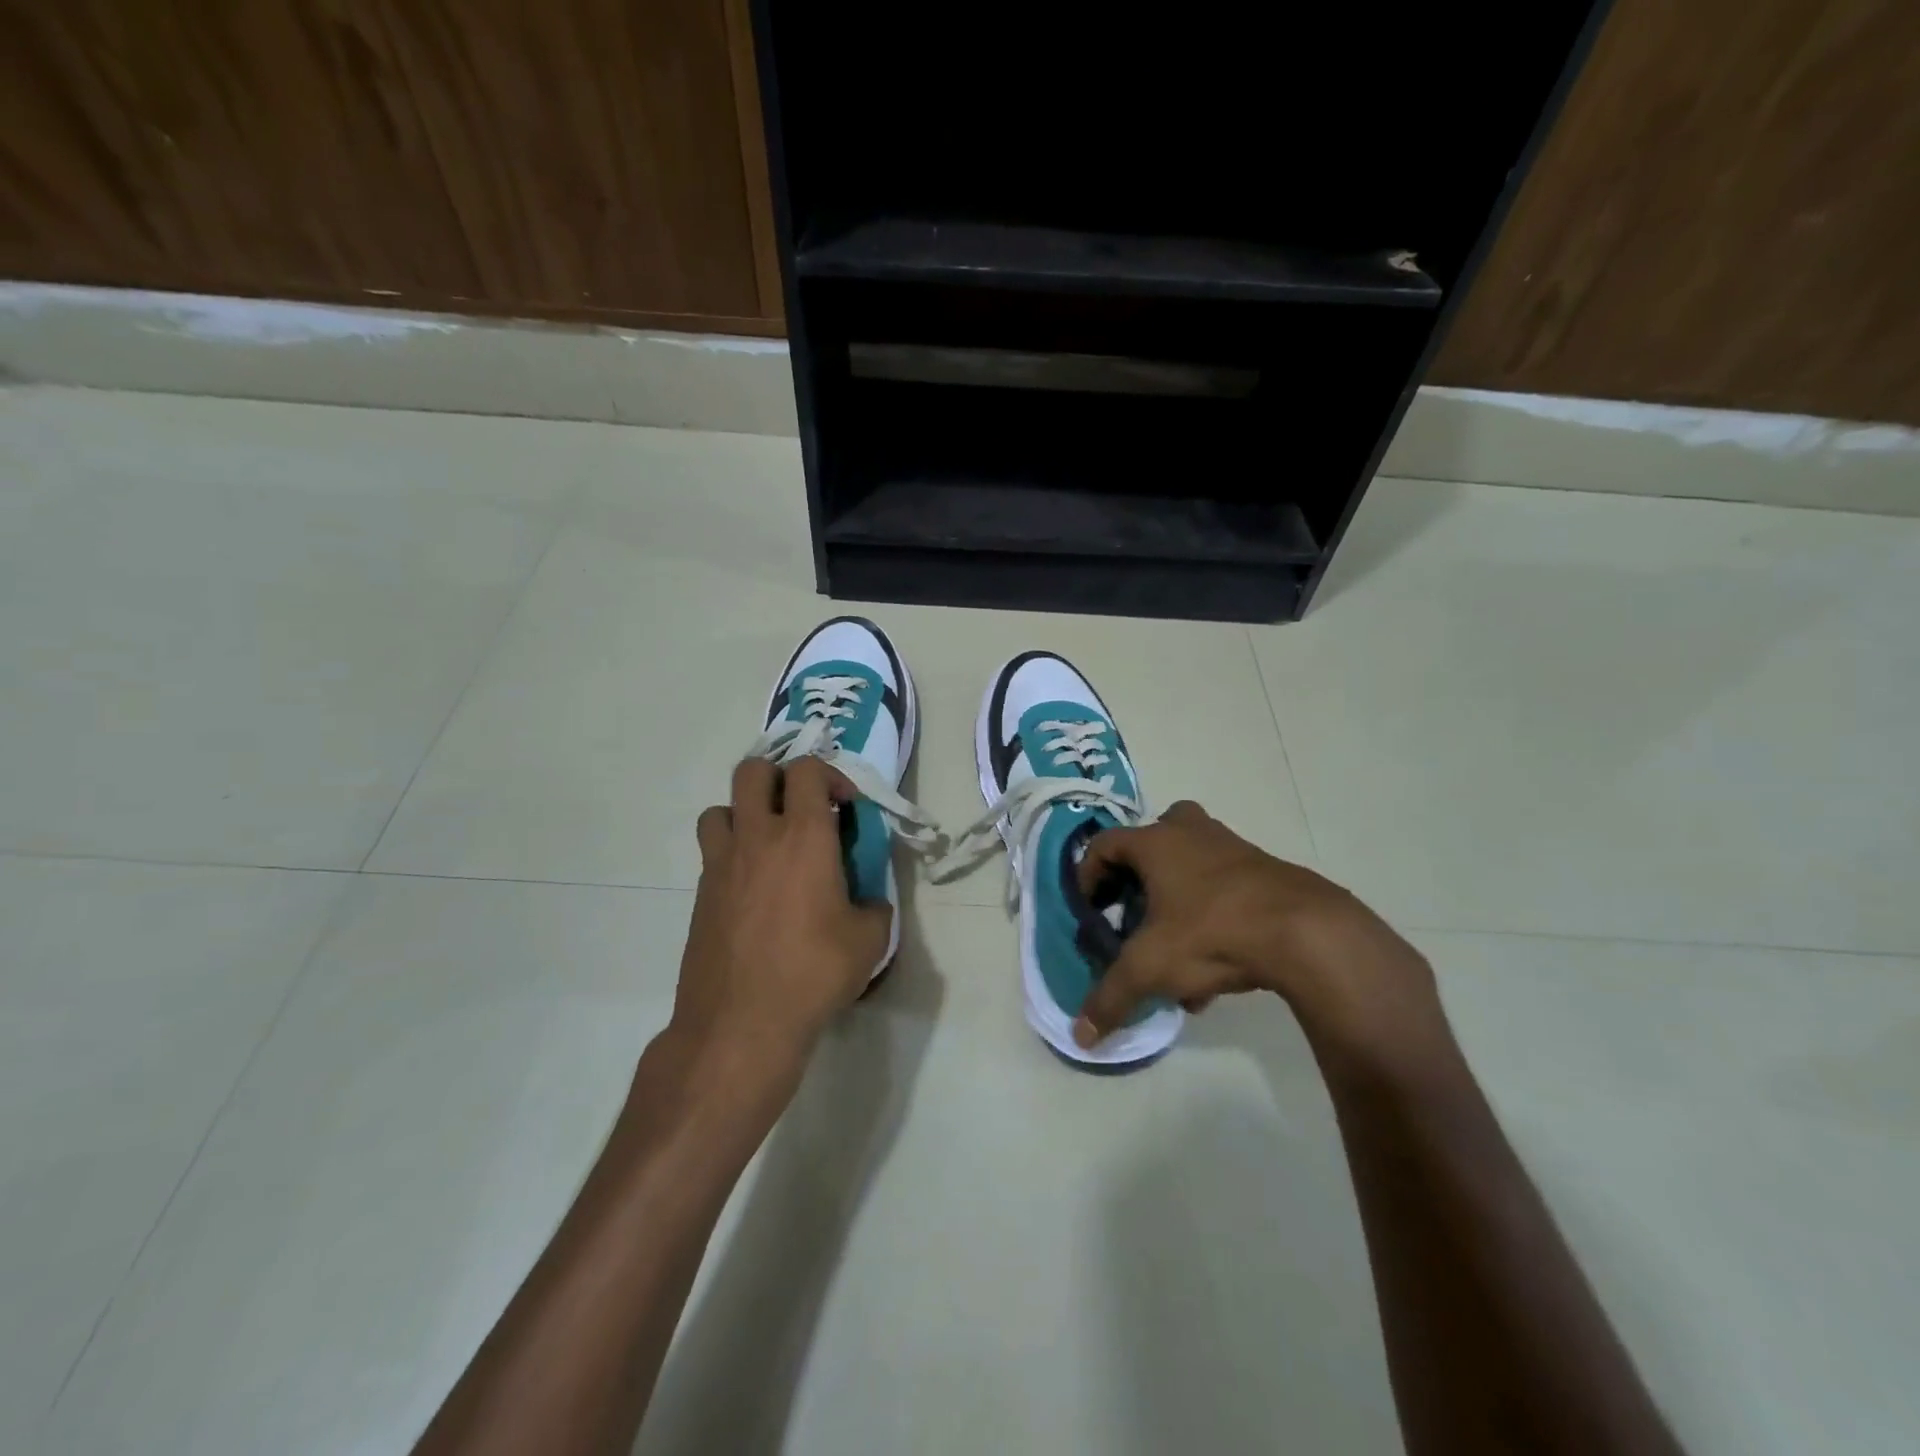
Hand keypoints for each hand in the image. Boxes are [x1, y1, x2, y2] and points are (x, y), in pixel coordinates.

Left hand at [671, 756, 891, 1079]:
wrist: (741, 1023)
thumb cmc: (813, 973)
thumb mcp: (869, 940)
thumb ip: (875, 906)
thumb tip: (868, 901)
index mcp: (804, 837)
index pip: (807, 771)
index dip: (830, 775)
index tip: (847, 807)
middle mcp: (757, 837)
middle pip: (753, 771)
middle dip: (780, 778)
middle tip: (803, 810)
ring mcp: (721, 864)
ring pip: (721, 807)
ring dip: (747, 812)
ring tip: (770, 844)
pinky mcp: (700, 894)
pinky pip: (713, 851)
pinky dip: (733, 852)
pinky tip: (754, 890)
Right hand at [1072, 801, 1443, 1056]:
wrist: (1306, 933)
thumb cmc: (1212, 933)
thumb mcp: (1151, 968)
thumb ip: (1112, 998)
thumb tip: (1081, 1036)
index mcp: (1155, 842)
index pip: (1103, 844)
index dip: (1087, 876)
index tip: (1090, 911)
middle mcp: (1190, 833)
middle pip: (1151, 840)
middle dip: (1136, 878)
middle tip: (1132, 912)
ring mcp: (1231, 847)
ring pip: (1190, 862)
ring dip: (1174, 898)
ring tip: (1172, 948)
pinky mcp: (1264, 870)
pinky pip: (1222, 885)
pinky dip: (1209, 913)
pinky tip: (1215, 968)